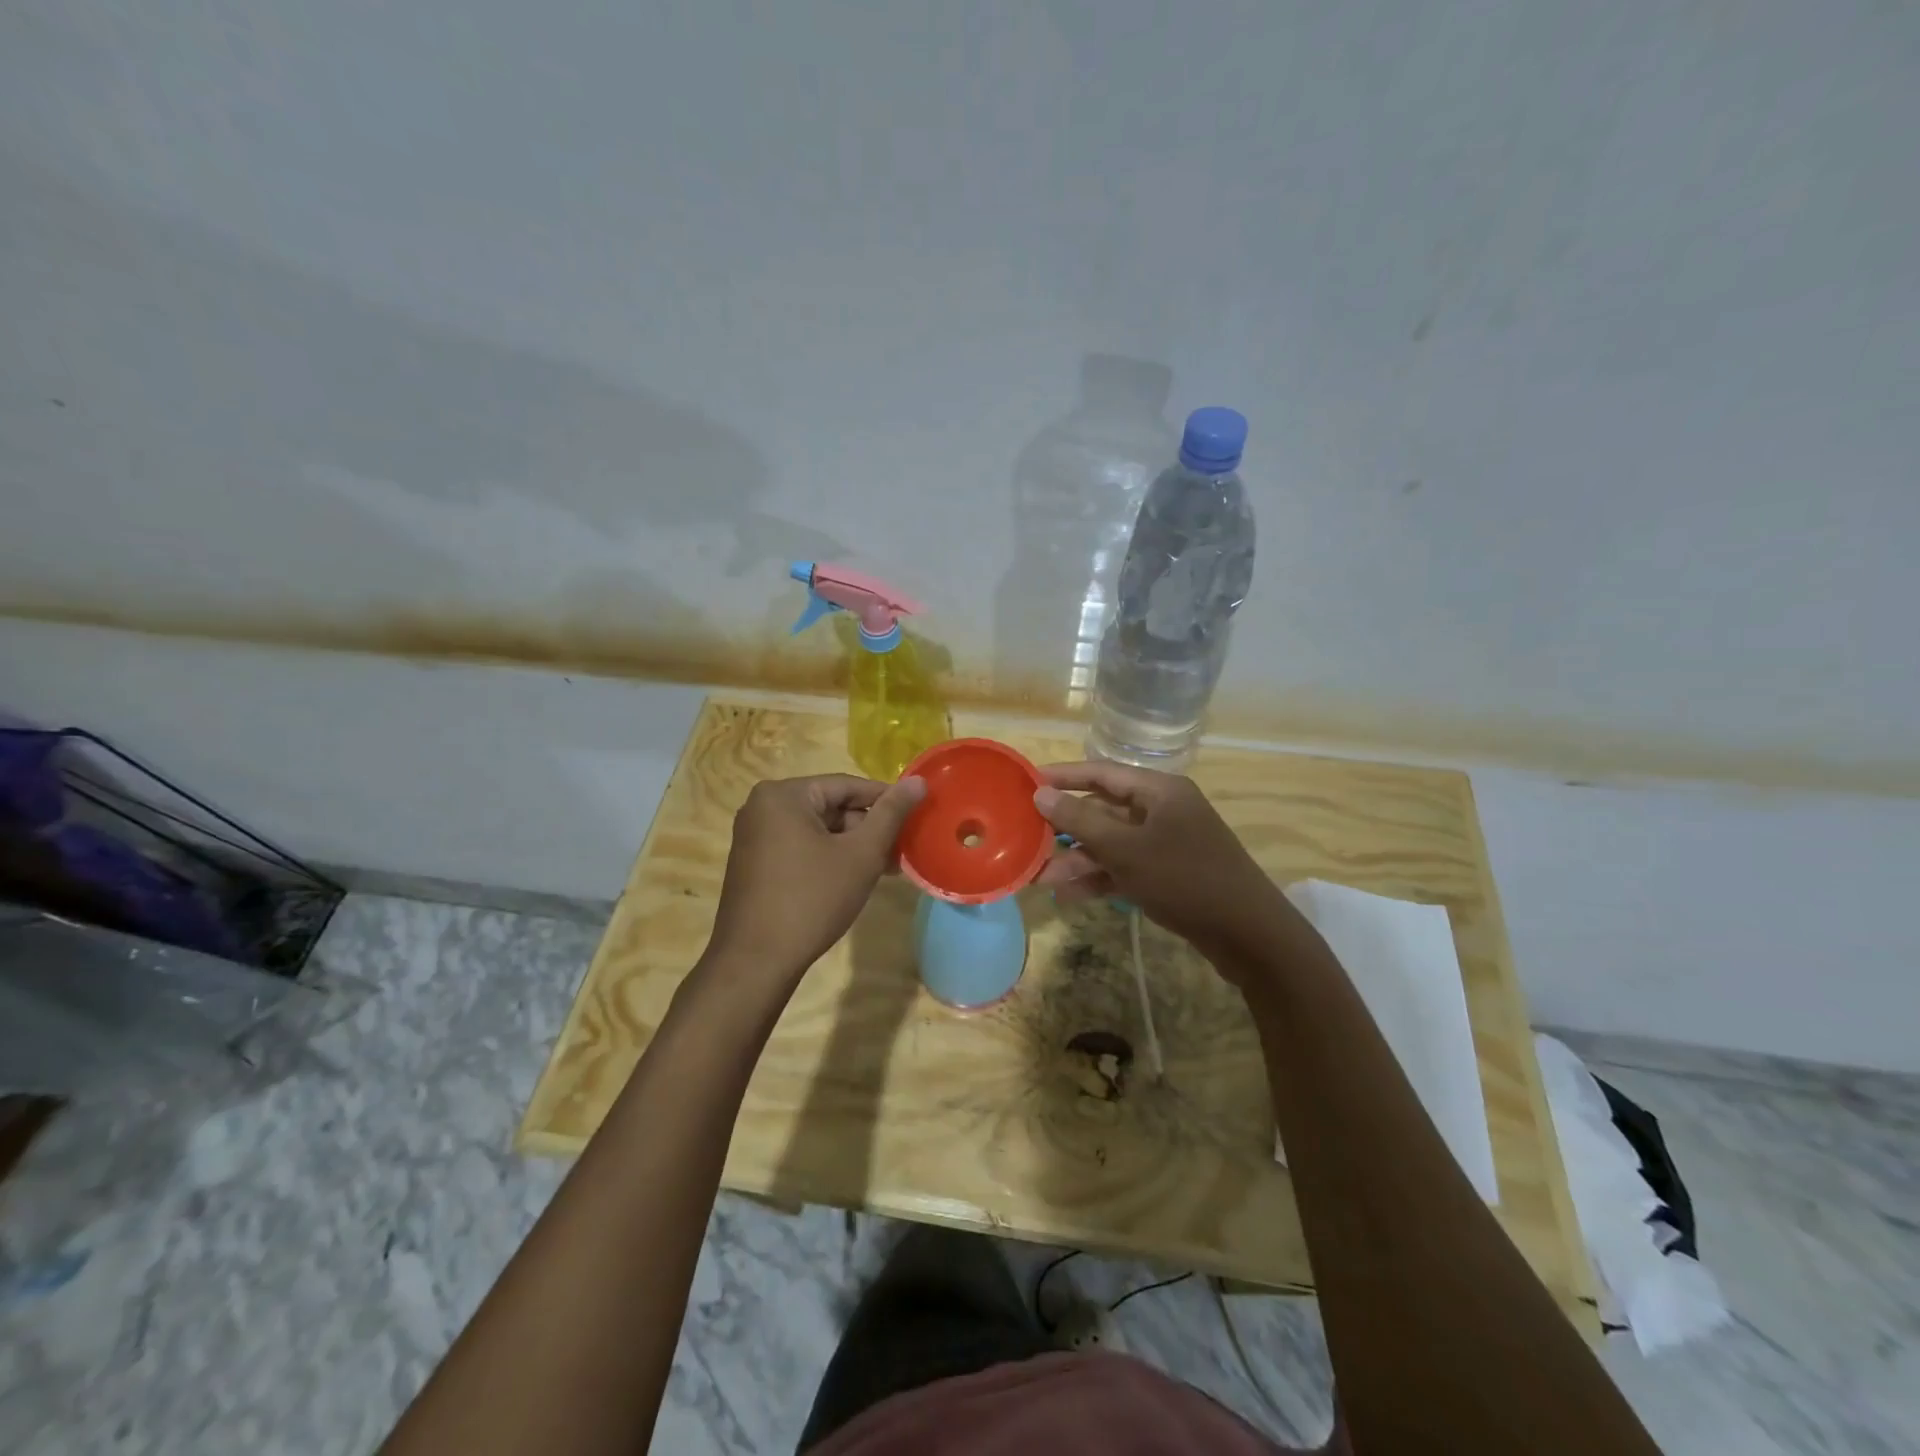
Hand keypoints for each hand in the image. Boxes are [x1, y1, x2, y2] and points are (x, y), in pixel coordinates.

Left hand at [705, 773, 925, 982]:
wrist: (755, 962)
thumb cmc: (812, 900)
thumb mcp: (860, 854)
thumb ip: (891, 814)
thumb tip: (919, 781)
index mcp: (783, 795)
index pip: (847, 785)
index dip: (886, 800)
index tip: (917, 816)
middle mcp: (762, 807)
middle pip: (831, 807)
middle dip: (869, 828)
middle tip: (902, 851)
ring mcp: (754, 836)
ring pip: (818, 830)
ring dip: (852, 846)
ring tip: (888, 868)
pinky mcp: (754, 862)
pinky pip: (801, 847)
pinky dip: (829, 858)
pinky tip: (855, 879)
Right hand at [1033, 762, 1287, 971]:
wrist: (1249, 934)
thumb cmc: (1185, 879)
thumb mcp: (1126, 849)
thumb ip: (1081, 820)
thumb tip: (1041, 793)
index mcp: (1159, 790)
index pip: (1101, 772)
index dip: (1062, 777)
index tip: (1026, 784)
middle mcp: (1162, 810)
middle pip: (1104, 810)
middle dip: (1066, 829)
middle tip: (1029, 840)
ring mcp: (1166, 844)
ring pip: (1112, 843)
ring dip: (1079, 860)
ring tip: (1043, 880)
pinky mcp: (1168, 874)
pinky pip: (1125, 867)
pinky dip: (1100, 878)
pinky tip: (1070, 895)